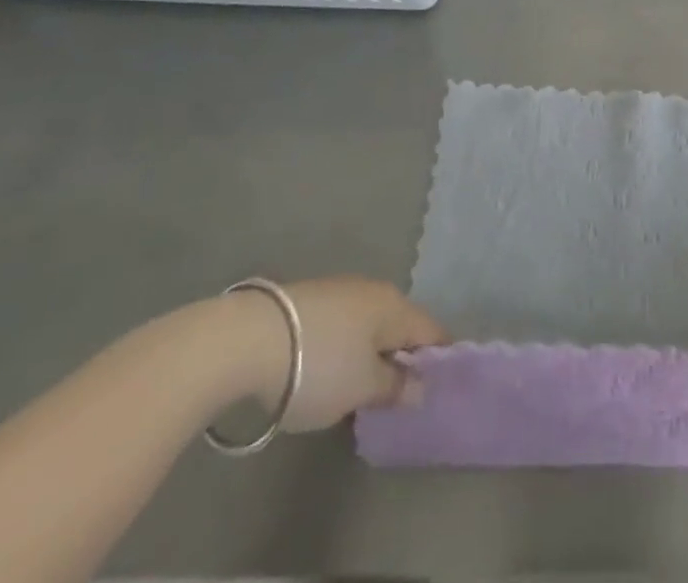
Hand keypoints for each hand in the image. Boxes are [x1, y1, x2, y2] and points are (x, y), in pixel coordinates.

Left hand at [218, 277, 444, 431]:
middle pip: (399, 326)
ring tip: (360, 392)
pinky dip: (344, 351)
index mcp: (395, 306)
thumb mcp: (362, 387)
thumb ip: (395, 386)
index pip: (432, 331)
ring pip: (367, 327)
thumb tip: (421, 385)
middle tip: (398, 397)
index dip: (440, 358)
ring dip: (370, 355)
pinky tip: (328, 375)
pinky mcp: (308, 302)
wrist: (246, 340)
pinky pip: (341, 328)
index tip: (441, 385)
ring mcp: (339, 292)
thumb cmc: (318, 365)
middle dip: (402, 357)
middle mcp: (373, 291)